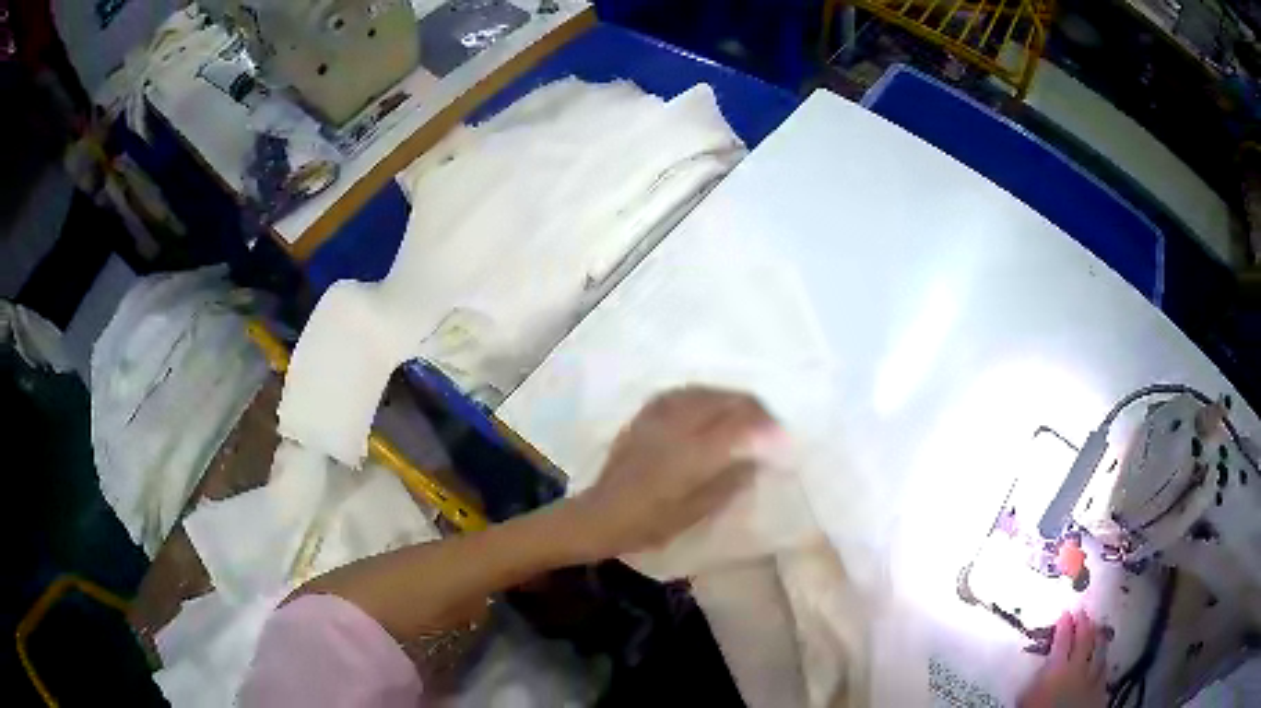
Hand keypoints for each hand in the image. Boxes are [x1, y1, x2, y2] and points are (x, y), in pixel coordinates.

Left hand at [567, 386, 778, 561]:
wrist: (599, 515)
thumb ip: (728, 483)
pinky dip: (701, 394)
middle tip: (767, 420)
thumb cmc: (649, 523)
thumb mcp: (694, 512)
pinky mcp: (643, 417)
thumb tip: (755, 460)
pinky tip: (706, 403)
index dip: (765, 423)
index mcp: (694, 452)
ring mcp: (658, 417)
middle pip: (724, 400)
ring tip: (742, 409)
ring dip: (728, 396)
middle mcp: (678, 426)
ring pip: (702, 392)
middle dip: (751, 405)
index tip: (781, 432)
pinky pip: (679, 393)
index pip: (739, 423)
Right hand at [1018, 610, 1106, 707]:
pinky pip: (1105, 668)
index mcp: (1057, 667)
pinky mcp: (1101, 687)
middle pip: (1084, 640)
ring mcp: (1093, 676)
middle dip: (1084, 624)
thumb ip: (1038, 676)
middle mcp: (1078, 667)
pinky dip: (1104, 659)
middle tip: (1083, 611)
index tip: (1066, 612)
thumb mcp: (1028, 696)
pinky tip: (1104, 657)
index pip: (1062, 640)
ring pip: (1099, 651)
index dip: (1064, 625)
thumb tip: (1045, 664)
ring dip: (1098, 637)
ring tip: (1098, 627)